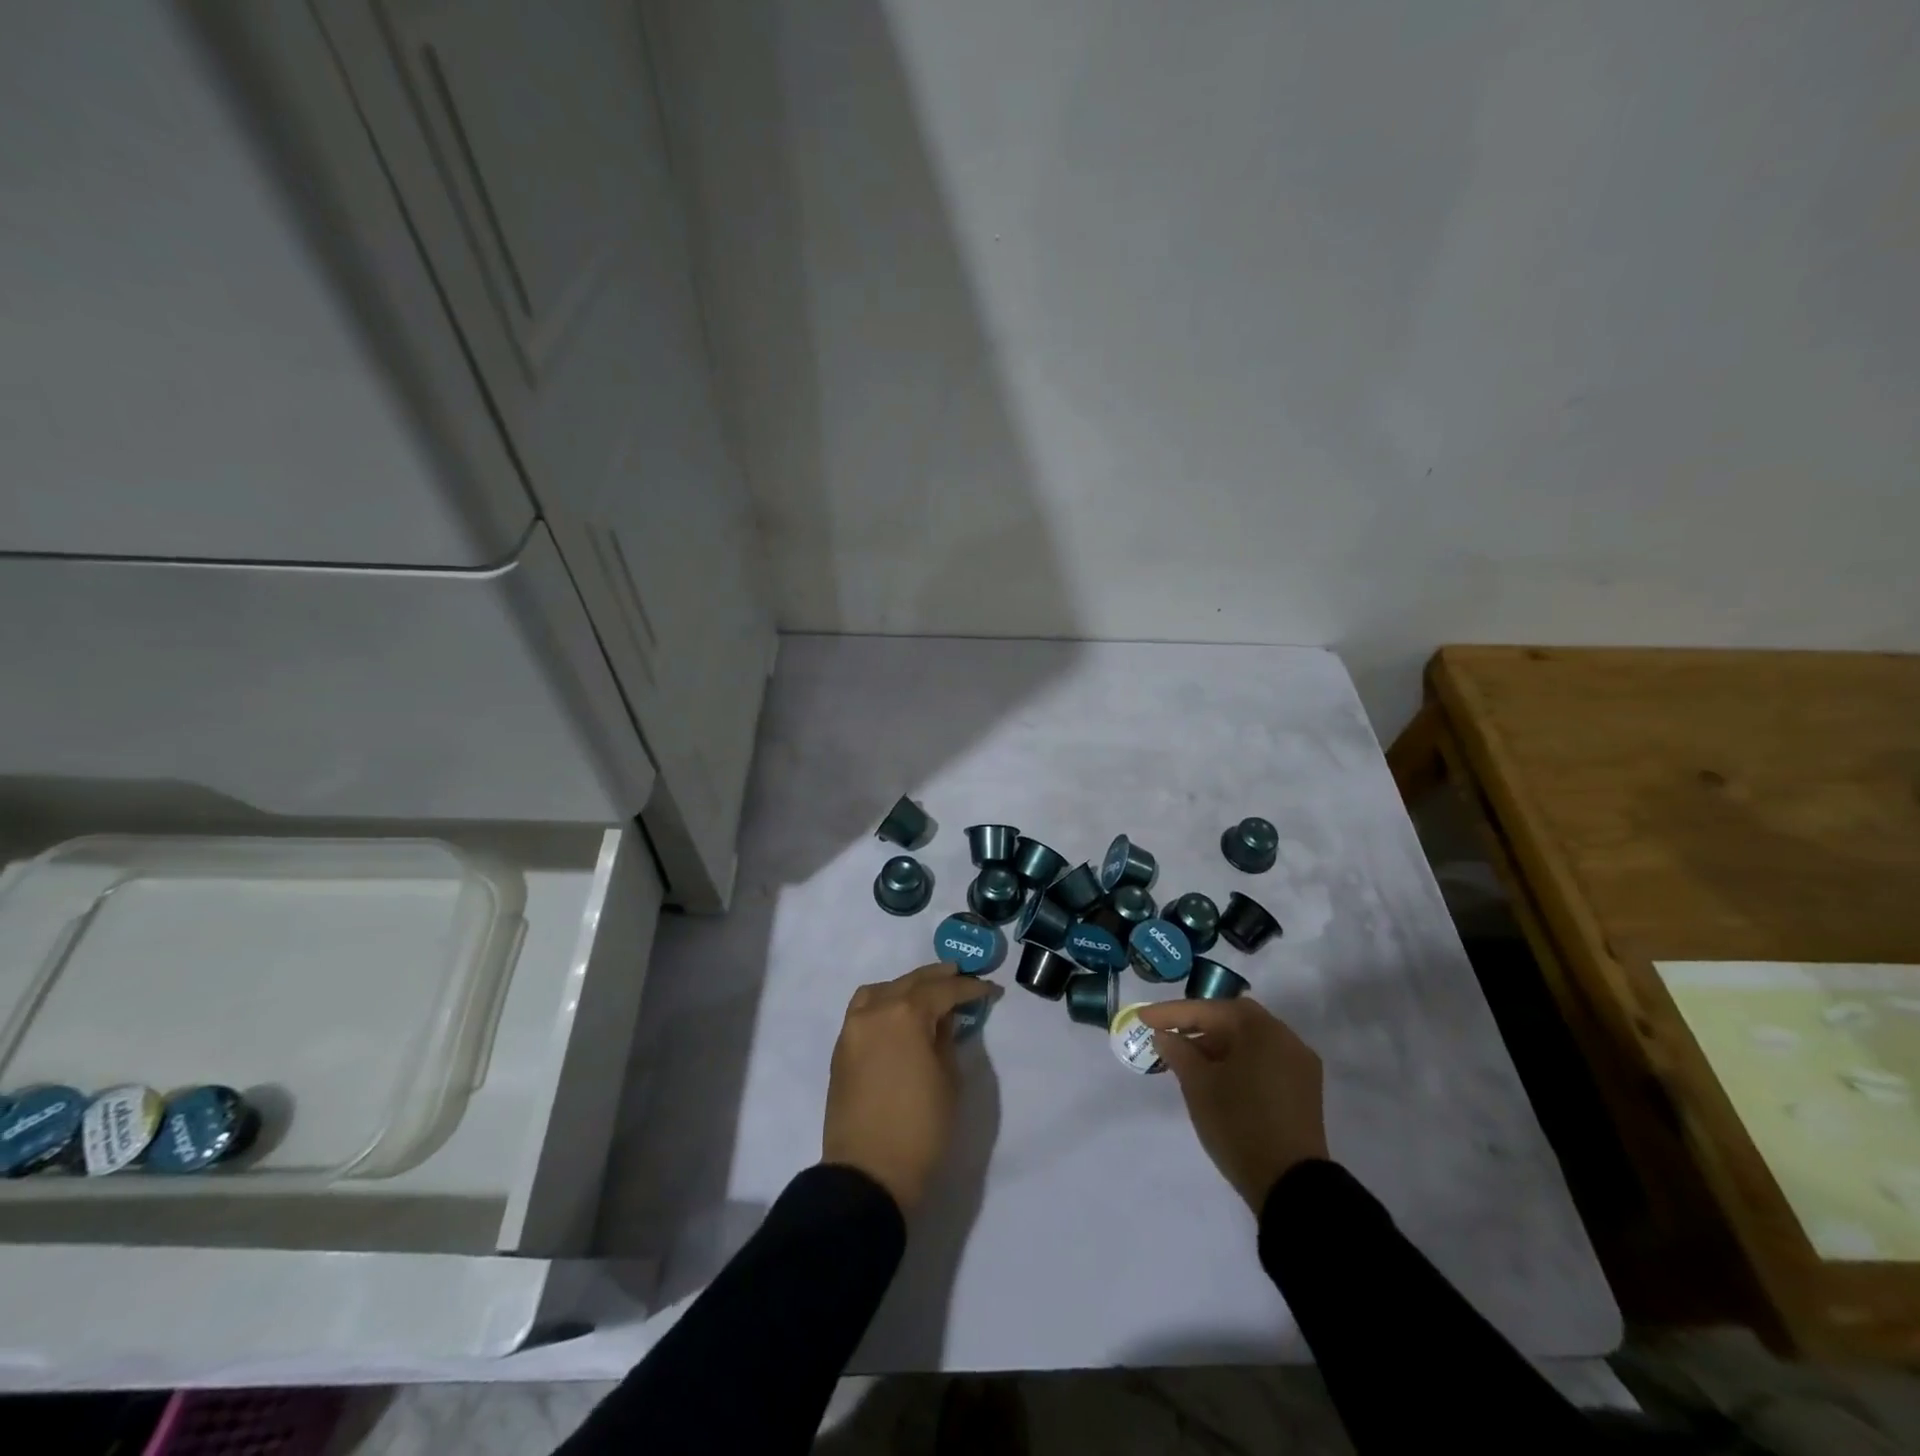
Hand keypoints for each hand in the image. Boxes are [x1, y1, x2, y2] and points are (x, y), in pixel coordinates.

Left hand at [822, 963, 999, 1213]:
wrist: (869, 1174)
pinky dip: (883, 1002)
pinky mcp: (842, 1048)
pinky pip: (864, 1009)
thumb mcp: (948, 1079)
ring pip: (882, 990)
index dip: (970, 988)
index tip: (991, 989)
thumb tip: (942, 1020)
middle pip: (911, 982)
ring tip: (928, 991)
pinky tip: (898, 1012)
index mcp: (906, 1014)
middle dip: (938, 978)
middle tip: (961, 974)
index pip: (944, 990)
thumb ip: (945, 1039)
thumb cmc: (921, 1128)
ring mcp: (853, 1028)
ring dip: (907, 986)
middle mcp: (875, 1010)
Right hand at [1139, 998, 1328, 1212]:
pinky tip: (1215, 1075)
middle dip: (1197, 1025)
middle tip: (1166, 1033)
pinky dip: (1237, 1061)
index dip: (1172, 1013)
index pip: (1209, 1010)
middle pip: (1233, 1020)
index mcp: (1262, 1030)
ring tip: (1186, 1057)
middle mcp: (1286, 1038)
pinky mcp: (1303, 1090)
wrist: (1291, 1186)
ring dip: (1217, 1044)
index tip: (1142, 1017)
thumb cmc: (1239, 1124)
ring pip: (1249, 1041)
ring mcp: (1299, 1065)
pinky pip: (1263, 1060)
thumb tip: (1164, 1036)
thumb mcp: (1198, 1085)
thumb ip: (1178, 1052)